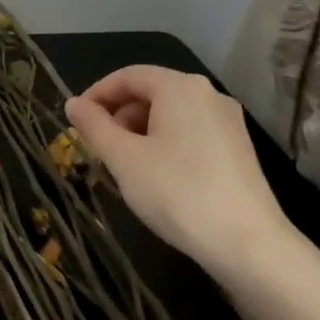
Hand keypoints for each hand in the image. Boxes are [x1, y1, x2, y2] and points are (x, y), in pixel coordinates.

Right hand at [65, 66, 293, 280]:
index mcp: (180, 87)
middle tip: (97, 146)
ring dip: (139, 130)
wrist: (247, 243)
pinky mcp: (238, 147)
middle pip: (151, 91)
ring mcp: (228, 121)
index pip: (128, 76)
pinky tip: (155, 175)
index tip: (75, 121)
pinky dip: (164, 142)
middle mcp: (208, 94)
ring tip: (123, 164)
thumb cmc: (176, 192)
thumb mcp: (123, 158)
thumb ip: (93, 126)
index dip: (96, 94)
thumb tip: (73, 104)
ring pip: (171, 114)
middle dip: (118, 114)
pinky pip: (190, 131)